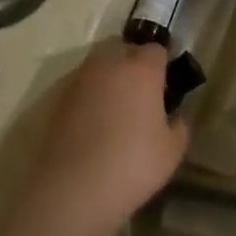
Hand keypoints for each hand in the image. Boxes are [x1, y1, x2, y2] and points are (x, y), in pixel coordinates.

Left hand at [31, 44, 187, 229]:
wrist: (74, 189)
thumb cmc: (133, 165)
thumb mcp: (172, 150)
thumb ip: (179, 125)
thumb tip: (173, 116)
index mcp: (141, 70)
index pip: (156, 49)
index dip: (163, 64)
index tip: (167, 86)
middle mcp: (108, 65)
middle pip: (122, 46)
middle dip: (133, 60)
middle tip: (142, 90)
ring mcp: (79, 80)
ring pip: (98, 63)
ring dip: (109, 75)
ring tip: (117, 106)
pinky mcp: (57, 99)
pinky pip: (81, 85)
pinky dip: (90, 94)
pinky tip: (95, 122)